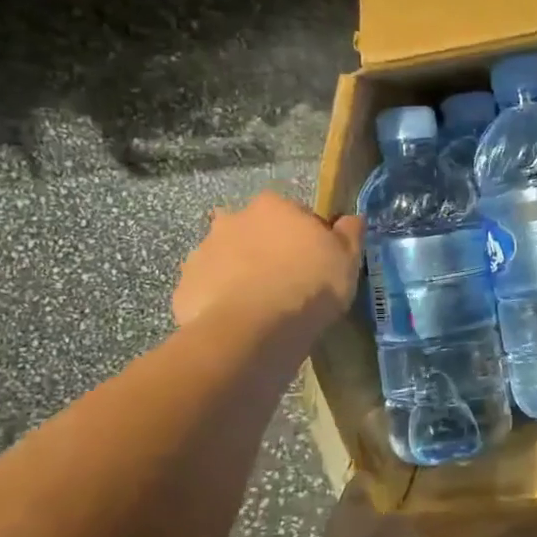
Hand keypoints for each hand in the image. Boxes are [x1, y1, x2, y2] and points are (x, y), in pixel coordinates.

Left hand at [172, 192, 364, 340]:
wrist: (254, 330)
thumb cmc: (309, 286)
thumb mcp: (347, 259)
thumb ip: (350, 234)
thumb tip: (351, 219)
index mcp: (273, 206)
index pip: (295, 215)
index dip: (308, 239)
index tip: (316, 264)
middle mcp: (233, 219)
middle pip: (255, 232)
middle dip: (267, 250)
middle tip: (286, 283)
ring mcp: (203, 252)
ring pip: (227, 259)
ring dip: (240, 273)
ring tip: (260, 307)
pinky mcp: (185, 286)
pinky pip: (208, 290)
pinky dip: (220, 301)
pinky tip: (238, 322)